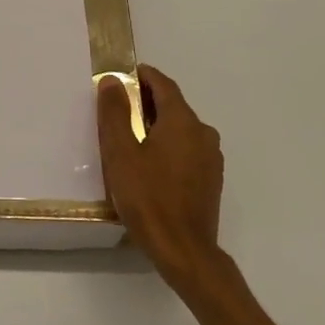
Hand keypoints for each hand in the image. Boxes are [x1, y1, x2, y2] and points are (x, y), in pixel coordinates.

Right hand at [97, 64, 227, 292]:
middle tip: (120, 106)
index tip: (126, 74)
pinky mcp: (210, 180)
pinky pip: (188, 149)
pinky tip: (151, 163)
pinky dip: (169, 145)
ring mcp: (210, 158)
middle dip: (148, 101)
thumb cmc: (147, 197)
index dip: (145, 76)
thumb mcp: (121, 153)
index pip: (164, 85)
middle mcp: (203, 133)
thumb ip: (115, 113)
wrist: (183, 250)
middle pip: (174, 106)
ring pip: (182, 129)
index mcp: (182, 121)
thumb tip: (114, 80)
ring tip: (131, 136)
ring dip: (159, 124)